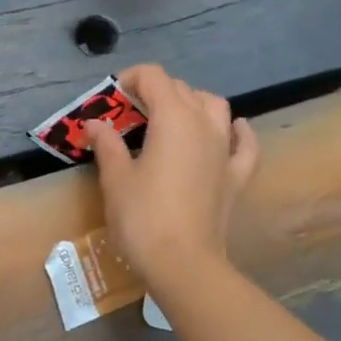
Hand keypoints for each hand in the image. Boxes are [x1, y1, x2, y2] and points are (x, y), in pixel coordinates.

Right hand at [87, 64, 257, 285]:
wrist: (184, 264)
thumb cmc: (143, 217)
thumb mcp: (116, 178)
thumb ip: (107, 144)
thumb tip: (96, 123)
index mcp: (173, 118)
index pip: (154, 77)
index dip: (131, 79)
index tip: (112, 97)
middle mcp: (204, 124)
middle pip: (182, 89)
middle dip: (155, 92)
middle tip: (130, 113)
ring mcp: (225, 150)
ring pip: (215, 107)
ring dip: (193, 103)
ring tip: (172, 118)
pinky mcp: (237, 177)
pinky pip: (244, 144)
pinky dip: (237, 132)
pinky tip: (232, 131)